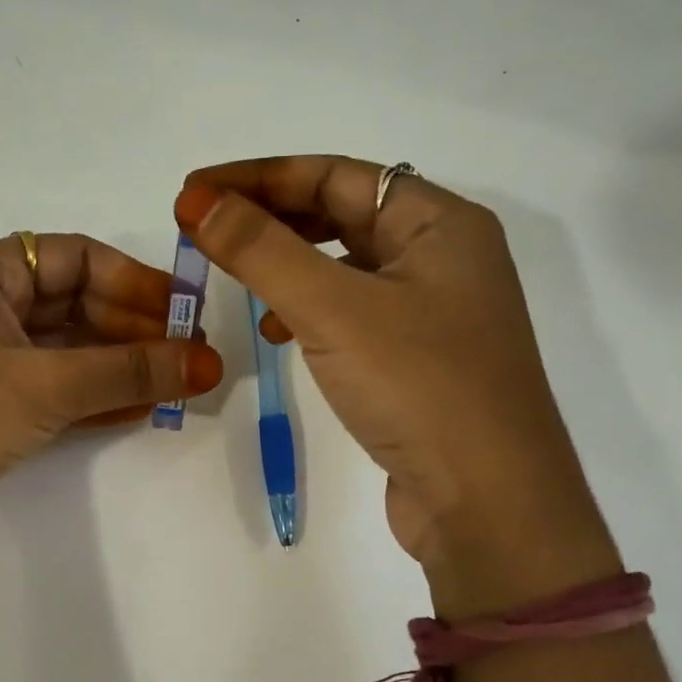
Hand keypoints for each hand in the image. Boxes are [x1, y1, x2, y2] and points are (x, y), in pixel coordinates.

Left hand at [0, 233, 224, 548]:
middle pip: (71, 302)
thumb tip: (207, 362)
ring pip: (61, 347)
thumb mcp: (46, 386)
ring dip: (114, 365)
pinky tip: (131, 410)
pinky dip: (86, 393)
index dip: (135, 281)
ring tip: (170, 386)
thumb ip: (128, 371)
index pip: (76, 256)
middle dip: (131, 329)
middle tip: (186, 358)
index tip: (183, 314)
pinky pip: (44, 384)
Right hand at [174, 157, 617, 612]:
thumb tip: (197, 202)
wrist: (489, 505)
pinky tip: (279, 333)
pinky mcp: (418, 358)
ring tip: (236, 278)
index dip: (257, 178)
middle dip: (269, 218)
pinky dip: (309, 310)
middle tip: (205, 230)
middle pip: (341, 214)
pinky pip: (352, 311)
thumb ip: (261, 249)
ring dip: (286, 264)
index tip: (192, 195)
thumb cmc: (419, 387)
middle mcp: (443, 256)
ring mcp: (434, 310)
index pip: (334, 175)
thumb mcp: (332, 309)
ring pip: (344, 265)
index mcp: (440, 223)